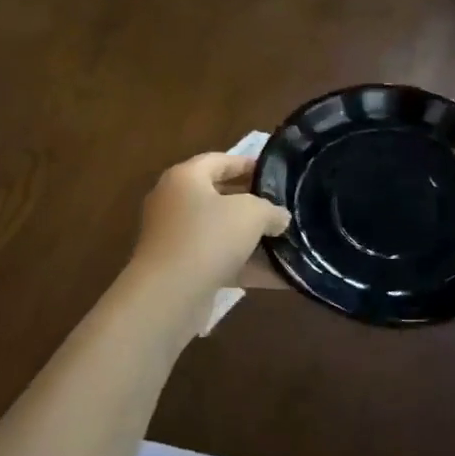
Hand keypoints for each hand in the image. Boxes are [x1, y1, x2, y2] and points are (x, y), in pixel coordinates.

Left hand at [131, 153, 291, 297]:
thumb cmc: (209, 237)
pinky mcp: (181, 269)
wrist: (169, 294)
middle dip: (253, 203)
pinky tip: (279, 276)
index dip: (248, 164)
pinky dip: (246, 266)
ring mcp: (176, 238)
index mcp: (185, 178)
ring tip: (285, 241)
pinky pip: (220, 261)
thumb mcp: (251, 214)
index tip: (276, 174)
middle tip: (282, 208)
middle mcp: (175, 203)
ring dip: (251, 238)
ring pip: (221, 232)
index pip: (219, 161)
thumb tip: (280, 217)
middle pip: (219, 196)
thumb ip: (271, 210)